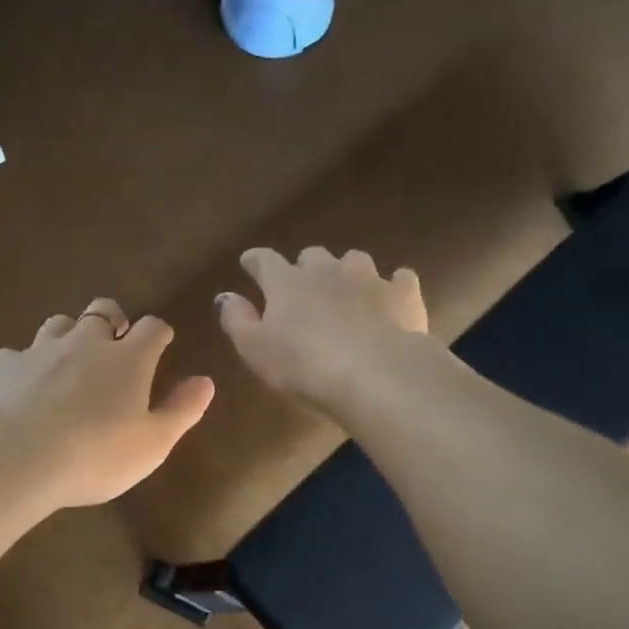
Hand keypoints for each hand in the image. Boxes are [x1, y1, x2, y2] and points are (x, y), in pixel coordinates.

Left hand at [0, 297, 214, 508]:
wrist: (13, 457)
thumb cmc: (95, 455)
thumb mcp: (152, 444)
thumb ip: (181, 410)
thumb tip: (205, 381)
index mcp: (128, 360)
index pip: (152, 328)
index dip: (158, 333)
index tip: (161, 341)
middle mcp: (85, 343)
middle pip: (102, 310)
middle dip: (112, 320)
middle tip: (114, 342)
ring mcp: (39, 349)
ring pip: (58, 324)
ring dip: (68, 336)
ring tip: (68, 361)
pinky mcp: (2, 365)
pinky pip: (18, 354)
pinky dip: (26, 365)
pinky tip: (22, 388)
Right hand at [216, 247, 428, 412]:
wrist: (375, 373)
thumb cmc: (304, 366)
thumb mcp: (256, 350)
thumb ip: (238, 321)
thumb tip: (226, 296)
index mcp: (286, 283)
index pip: (264, 261)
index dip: (255, 261)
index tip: (249, 263)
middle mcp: (326, 270)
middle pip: (312, 256)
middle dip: (304, 266)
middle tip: (301, 285)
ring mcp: (368, 278)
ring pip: (354, 260)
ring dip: (346, 271)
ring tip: (346, 289)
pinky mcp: (403, 294)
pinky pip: (398, 279)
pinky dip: (392, 285)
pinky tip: (391, 296)